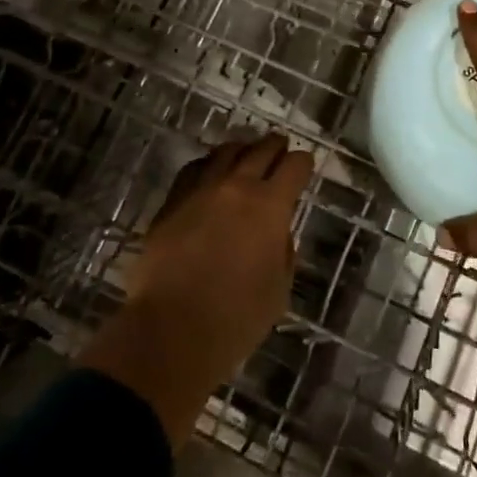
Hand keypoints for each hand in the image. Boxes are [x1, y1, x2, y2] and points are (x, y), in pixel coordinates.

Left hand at [79, 134, 311, 445]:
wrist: (171, 329)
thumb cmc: (236, 318)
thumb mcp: (279, 290)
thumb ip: (283, 252)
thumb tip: (277, 232)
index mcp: (270, 205)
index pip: (294, 166)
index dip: (303, 163)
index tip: (305, 165)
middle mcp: (237, 186)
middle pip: (261, 149)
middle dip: (276, 146)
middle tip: (281, 148)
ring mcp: (201, 190)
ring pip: (225, 153)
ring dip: (242, 150)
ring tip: (247, 154)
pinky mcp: (172, 201)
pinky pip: (194, 169)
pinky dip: (208, 164)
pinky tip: (210, 172)